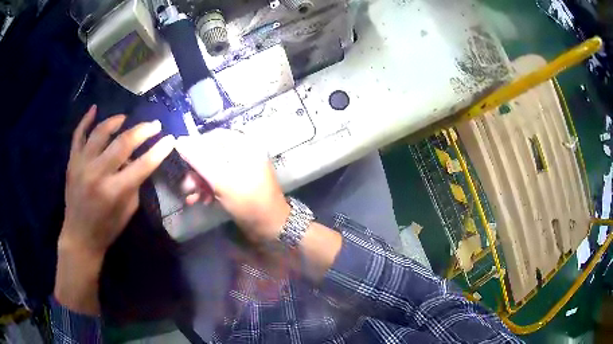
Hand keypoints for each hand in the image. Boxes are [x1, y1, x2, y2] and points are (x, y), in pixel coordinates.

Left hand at [55, 105, 174, 314]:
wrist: (79, 237)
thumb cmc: (106, 229)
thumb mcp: (127, 211)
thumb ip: (133, 183)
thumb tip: (135, 161)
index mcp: (114, 191)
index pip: (142, 165)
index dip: (159, 151)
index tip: (170, 139)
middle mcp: (97, 174)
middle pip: (123, 142)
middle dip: (142, 130)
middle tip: (154, 125)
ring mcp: (82, 165)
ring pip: (100, 132)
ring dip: (116, 121)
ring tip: (125, 119)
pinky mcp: (72, 162)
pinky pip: (78, 135)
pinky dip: (86, 120)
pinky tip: (94, 109)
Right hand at [175, 130, 289, 242]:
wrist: (271, 227)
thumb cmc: (249, 201)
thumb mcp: (221, 180)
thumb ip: (199, 160)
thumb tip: (179, 141)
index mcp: (245, 145)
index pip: (214, 137)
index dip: (196, 147)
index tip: (182, 161)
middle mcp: (244, 152)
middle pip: (212, 154)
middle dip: (197, 170)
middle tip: (186, 186)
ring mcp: (242, 168)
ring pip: (214, 168)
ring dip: (200, 182)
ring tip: (192, 197)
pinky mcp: (239, 182)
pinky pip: (220, 179)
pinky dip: (209, 188)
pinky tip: (202, 200)